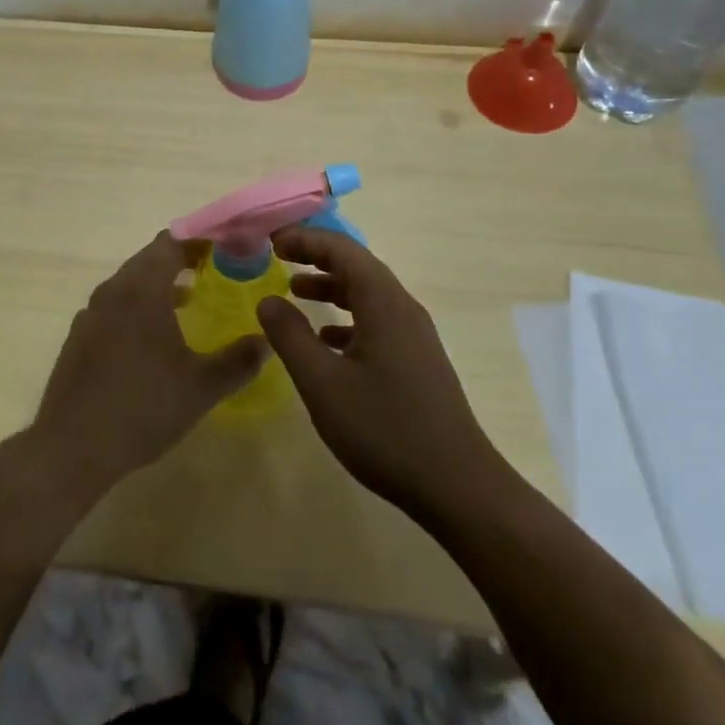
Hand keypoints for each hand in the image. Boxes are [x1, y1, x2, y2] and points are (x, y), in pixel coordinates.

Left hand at [30, 231, 265, 496]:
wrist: (71, 447)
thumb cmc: (142, 408)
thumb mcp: (201, 388)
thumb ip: (239, 360)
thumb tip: (266, 340)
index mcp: (142, 289)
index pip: (171, 242)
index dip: (200, 240)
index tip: (227, 248)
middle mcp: (113, 290)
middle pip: (149, 258)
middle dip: (182, 259)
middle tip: (216, 271)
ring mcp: (91, 313)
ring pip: (130, 282)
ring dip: (159, 283)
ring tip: (190, 300)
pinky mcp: (79, 336)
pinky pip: (114, 305)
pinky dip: (137, 305)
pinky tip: (153, 337)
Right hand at [256, 227, 502, 523]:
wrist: (457, 485)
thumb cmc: (384, 429)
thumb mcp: (323, 383)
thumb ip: (290, 336)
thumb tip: (267, 299)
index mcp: (383, 303)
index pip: (342, 250)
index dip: (305, 239)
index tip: (271, 240)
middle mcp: (402, 308)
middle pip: (357, 266)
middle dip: (316, 257)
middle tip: (278, 257)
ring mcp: (414, 336)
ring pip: (368, 294)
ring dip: (331, 287)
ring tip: (295, 291)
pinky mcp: (418, 360)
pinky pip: (377, 321)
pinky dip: (347, 318)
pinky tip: (326, 342)